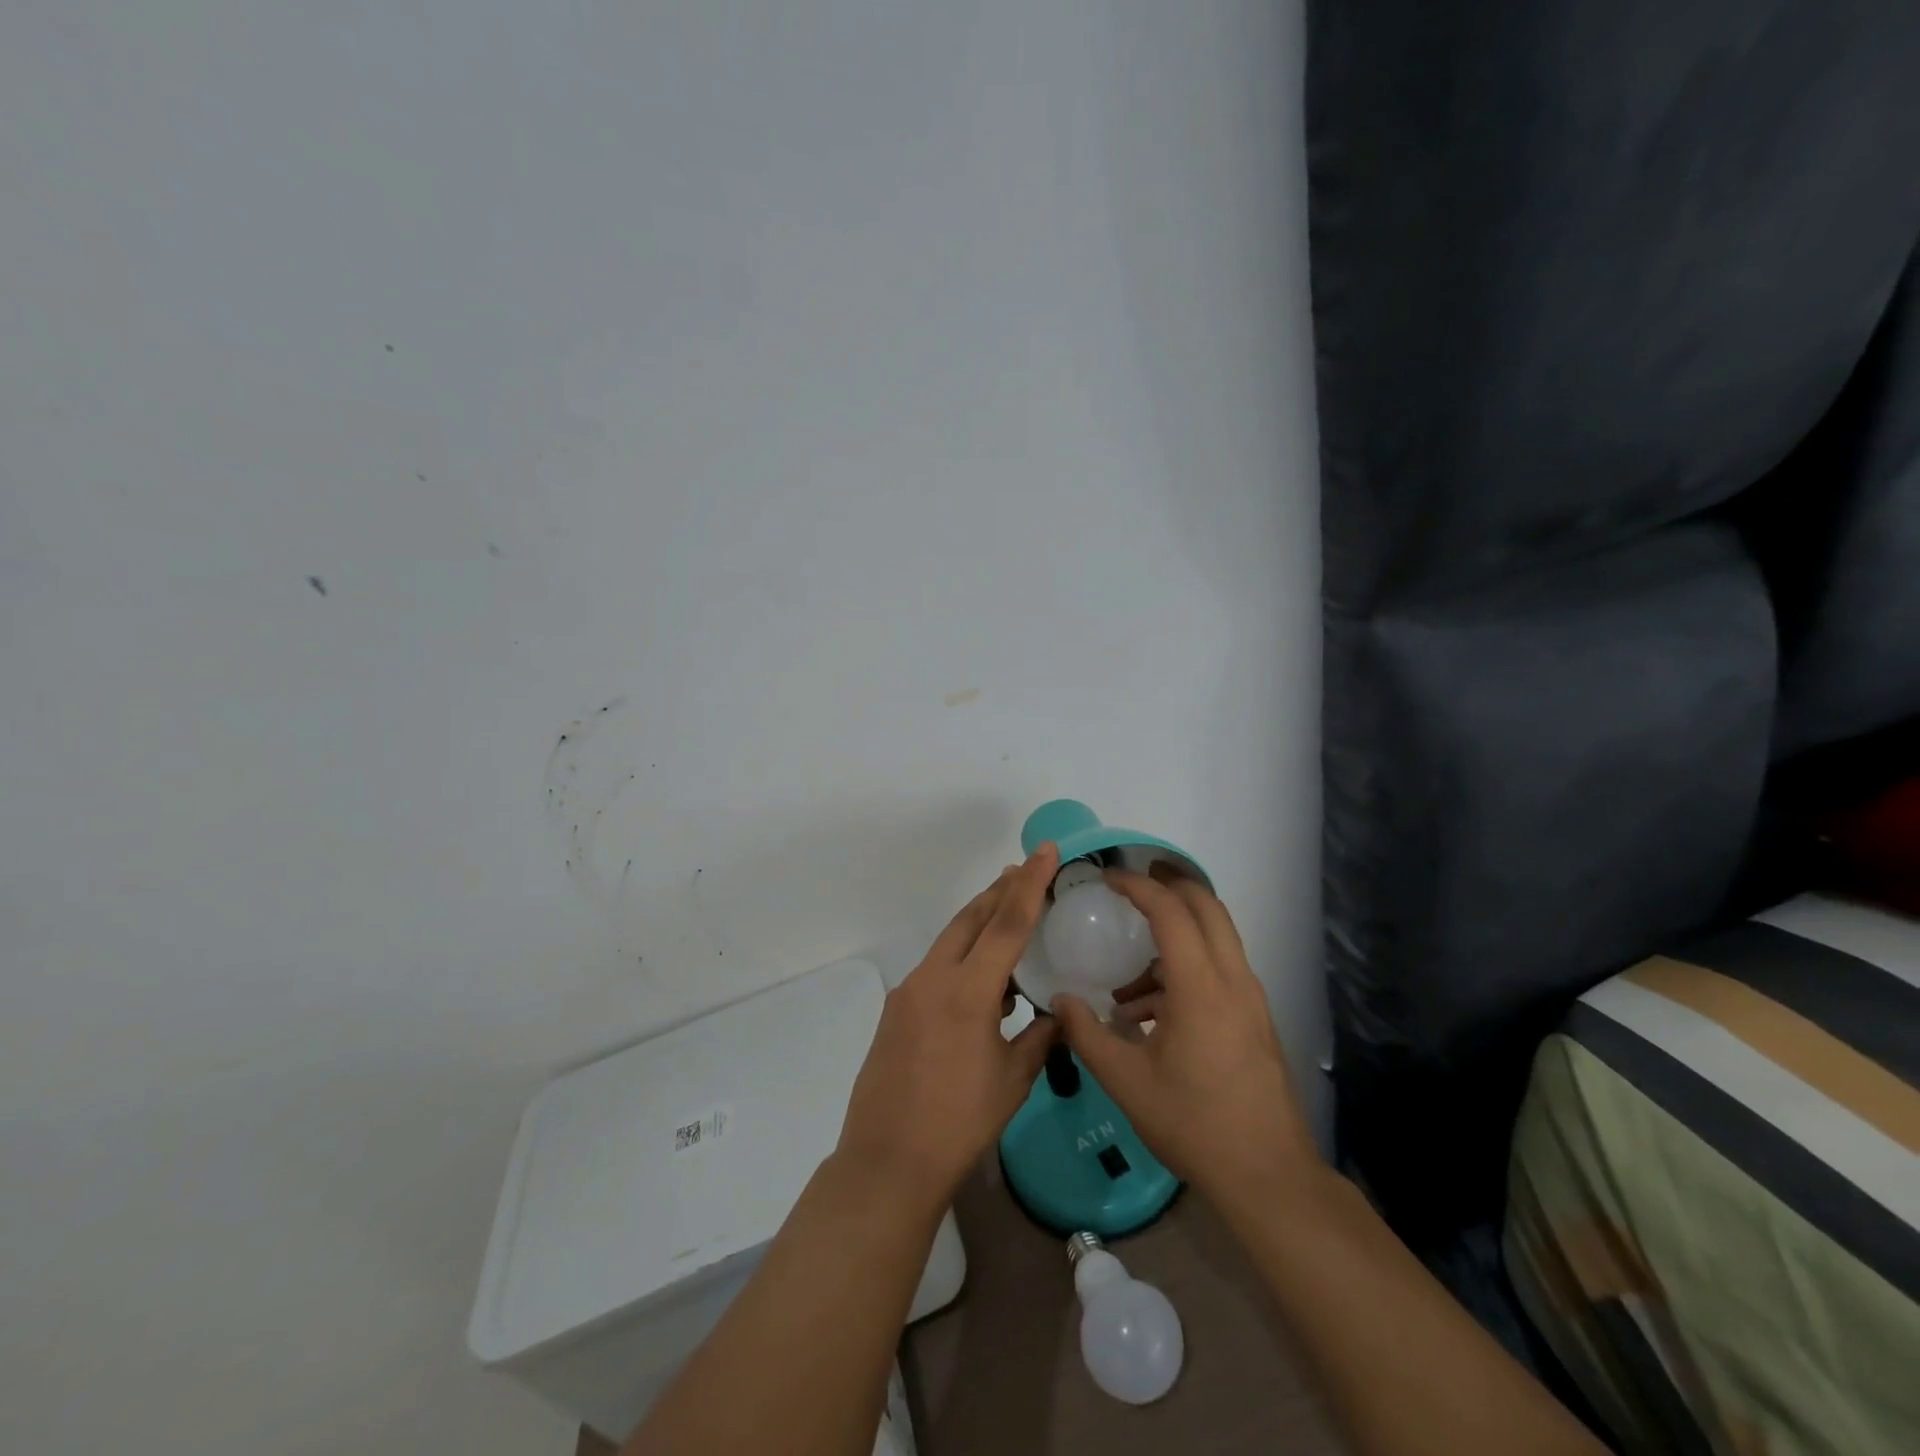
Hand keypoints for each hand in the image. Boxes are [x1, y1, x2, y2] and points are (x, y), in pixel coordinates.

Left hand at [835, 844, 1061, 1211]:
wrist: (887, 1162)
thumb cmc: (959, 1124)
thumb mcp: (1013, 1081)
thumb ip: (1040, 1037)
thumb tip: (1059, 1014)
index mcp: (967, 991)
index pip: (1007, 923)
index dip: (1030, 884)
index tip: (1045, 851)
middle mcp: (933, 978)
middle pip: (971, 918)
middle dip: (1000, 891)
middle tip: (1025, 870)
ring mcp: (909, 992)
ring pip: (950, 939)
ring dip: (979, 922)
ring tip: (1008, 916)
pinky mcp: (896, 1009)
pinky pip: (936, 967)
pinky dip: (962, 957)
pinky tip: (982, 980)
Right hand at [1054, 870, 1318, 1202]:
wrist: (1268, 1177)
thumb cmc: (1193, 1123)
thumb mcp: (1126, 1082)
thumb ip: (1086, 1034)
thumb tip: (1060, 1000)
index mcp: (1201, 986)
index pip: (1171, 911)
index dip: (1138, 886)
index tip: (1107, 878)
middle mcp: (1233, 980)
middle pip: (1207, 907)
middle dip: (1170, 885)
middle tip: (1131, 884)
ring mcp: (1251, 999)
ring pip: (1217, 937)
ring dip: (1177, 931)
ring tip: (1129, 972)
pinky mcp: (1255, 1019)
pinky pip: (1221, 969)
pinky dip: (1187, 965)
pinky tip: (1150, 1012)